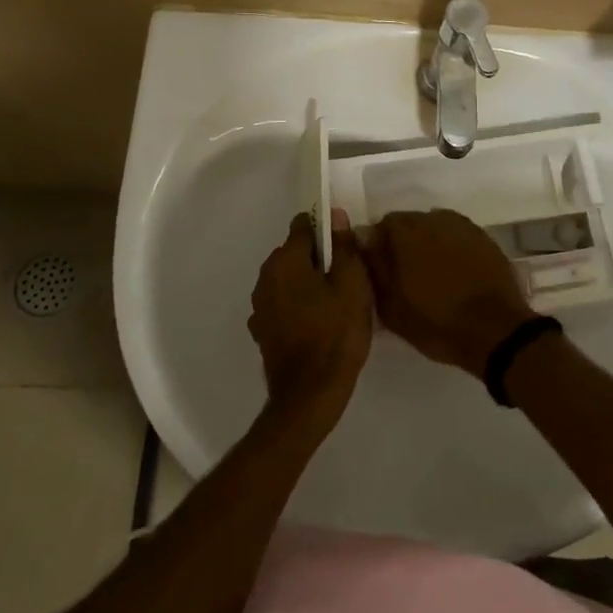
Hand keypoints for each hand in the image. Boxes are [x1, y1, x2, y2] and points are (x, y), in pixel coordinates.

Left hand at [248, 210, 372, 426]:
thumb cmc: (336, 334)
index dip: (326, 229)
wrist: (310, 396)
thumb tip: (336, 216)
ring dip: (307, 282)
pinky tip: (318, 322)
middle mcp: (266, 277)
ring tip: (336, 302)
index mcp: (285, 260)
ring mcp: (260, 306)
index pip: (303, 225)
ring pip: (288, 279)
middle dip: (318, 257)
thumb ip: (344, 246)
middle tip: (347, 276)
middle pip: (294, 252)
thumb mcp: (352, 284)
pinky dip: (298, 304)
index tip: (346, 246)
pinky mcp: (262, 330)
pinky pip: (283, 303)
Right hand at [364, 210, 533, 379]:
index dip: (378, 246)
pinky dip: (450, 246)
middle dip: (403, 242)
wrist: (496, 330)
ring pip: (433, 226)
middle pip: (408, 222)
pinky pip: (456, 234)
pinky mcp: (482, 235)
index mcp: (405, 234)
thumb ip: (374, 269)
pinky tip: (454, 270)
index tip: (382, 269)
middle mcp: (432, 219)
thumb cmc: (437, 323)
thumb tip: (363, 241)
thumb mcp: (392, 308)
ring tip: (431, 273)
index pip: (381, 226)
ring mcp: (460, 225)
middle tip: (406, 273)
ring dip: (427, 242)